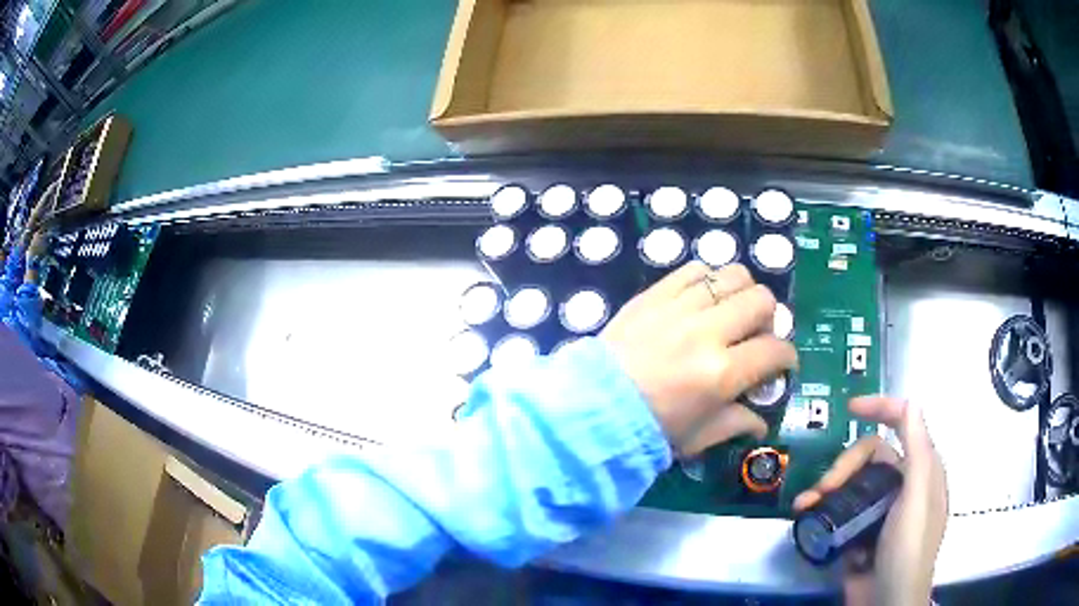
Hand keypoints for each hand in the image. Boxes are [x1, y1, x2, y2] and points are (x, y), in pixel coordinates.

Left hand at [600, 262, 797, 455]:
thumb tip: (760, 421)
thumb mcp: (696, 438)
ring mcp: (679, 307)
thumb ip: (735, 424)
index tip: (782, 363)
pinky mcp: (655, 294)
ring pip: (733, 275)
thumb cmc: (646, 429)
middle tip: (757, 336)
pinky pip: (694, 270)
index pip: (775, 350)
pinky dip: (708, 280)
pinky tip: (703, 300)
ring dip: (742, 293)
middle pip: (762, 301)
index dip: (787, 356)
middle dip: (769, 319)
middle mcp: (707, 332)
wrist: (589, 407)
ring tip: (732, 313)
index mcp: (722, 373)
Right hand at [793, 397, 947, 605]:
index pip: (904, 424)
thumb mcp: (916, 498)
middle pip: (869, 457)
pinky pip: (838, 511)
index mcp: (920, 470)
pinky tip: (807, 518)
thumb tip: (910, 403)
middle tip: (823, 489)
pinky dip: (822, 511)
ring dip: (826, 489)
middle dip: (843, 467)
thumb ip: (917, 451)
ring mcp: (877, 511)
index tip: (851, 409)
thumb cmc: (908, 549)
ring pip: (850, 484)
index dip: (881, 409)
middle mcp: (900, 485)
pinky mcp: (857, 533)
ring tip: (803, 505)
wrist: (886, 602)